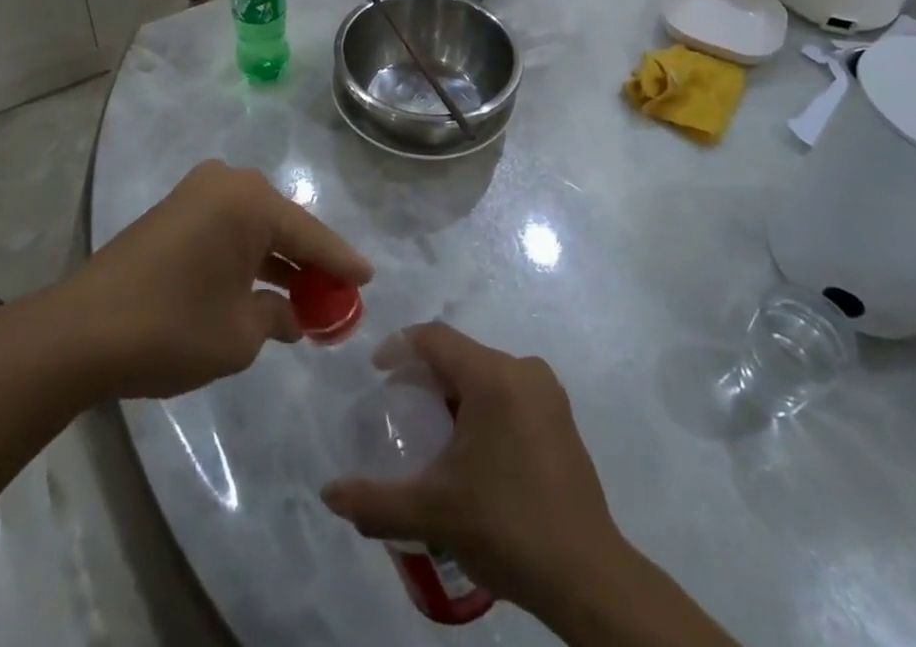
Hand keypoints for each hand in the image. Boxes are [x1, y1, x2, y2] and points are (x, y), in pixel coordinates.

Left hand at [64, 159, 371, 399]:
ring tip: (302, 297)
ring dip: (275, 260)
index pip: (310, 234)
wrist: (81, 332)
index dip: (341, 262)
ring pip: (253, 226)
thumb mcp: (239, 335)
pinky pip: (226, 228)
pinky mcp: (173, 211)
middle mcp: (226, 183)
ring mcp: (195, 193)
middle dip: (307, 261)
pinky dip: (245, 255)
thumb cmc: (172, 328)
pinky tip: (259, 286)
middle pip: (282, 225)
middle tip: (333, 294)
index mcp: (250, 201)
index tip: (368, 278)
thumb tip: (291, 315)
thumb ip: (277, 317)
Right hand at [320, 323, 621, 619]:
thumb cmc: (507, 527)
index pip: (435, 339)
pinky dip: (482, 405)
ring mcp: (547, 392)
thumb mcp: (433, 513)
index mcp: (493, 376)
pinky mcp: (561, 417)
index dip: (400, 348)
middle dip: (426, 375)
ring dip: (454, 392)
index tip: (377, 374)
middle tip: (400, 409)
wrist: (587, 577)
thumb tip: (329, 495)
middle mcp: (523, 369)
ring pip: (485, 373)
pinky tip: (472, 448)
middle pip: (460, 355)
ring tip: (431, 431)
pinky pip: (508, 392)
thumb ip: (376, 501)